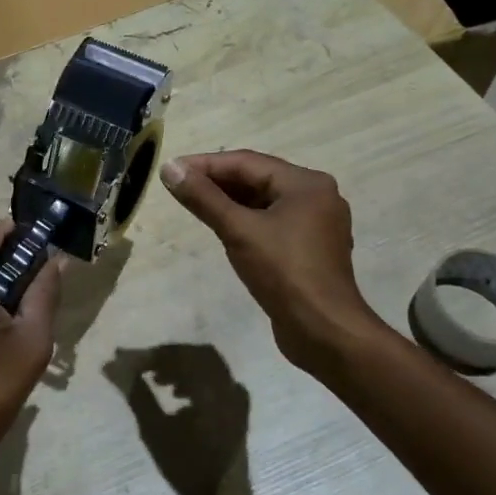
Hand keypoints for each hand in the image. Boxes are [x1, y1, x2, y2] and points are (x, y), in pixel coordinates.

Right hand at [105, 344, 249, 494]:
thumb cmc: (188, 471)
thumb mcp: (155, 431)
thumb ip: (135, 394)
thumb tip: (111, 366)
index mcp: (212, 389)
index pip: (178, 356)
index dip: (149, 355)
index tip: (124, 358)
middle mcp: (229, 387)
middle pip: (196, 355)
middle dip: (168, 357)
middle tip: (144, 367)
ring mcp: (237, 400)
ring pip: (209, 366)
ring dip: (182, 367)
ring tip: (158, 382)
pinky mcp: (239, 412)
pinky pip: (219, 381)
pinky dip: (198, 379)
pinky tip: (181, 396)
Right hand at [161, 150, 379, 375]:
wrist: (325, 332)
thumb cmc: (284, 273)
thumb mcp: (238, 230)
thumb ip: (203, 198)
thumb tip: (169, 168)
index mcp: (306, 183)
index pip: (247, 162)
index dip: (205, 164)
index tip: (171, 170)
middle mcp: (316, 196)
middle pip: (257, 179)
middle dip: (217, 182)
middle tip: (178, 186)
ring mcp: (316, 224)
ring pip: (264, 202)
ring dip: (229, 201)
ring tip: (194, 204)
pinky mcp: (310, 249)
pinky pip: (271, 222)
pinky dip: (245, 220)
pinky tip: (222, 228)